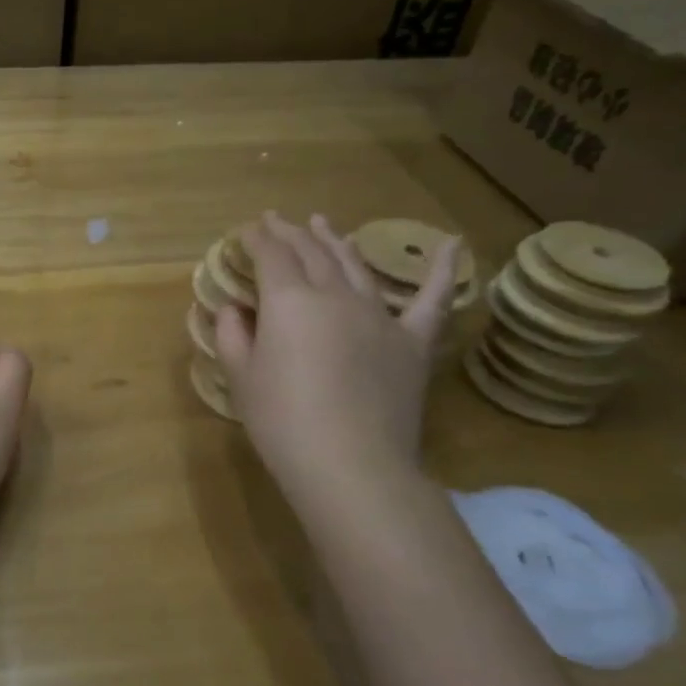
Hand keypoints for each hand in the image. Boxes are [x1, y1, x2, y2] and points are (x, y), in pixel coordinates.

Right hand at [216, 213, 457, 504]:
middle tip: (276, 220)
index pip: (271, 255)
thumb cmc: (282, 422)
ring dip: (336, 240)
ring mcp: (379, 316)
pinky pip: (432, 300)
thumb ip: (232, 334)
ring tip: (322, 222)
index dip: (256, 238)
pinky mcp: (412, 342)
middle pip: (311, 252)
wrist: (350, 465)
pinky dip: (444, 270)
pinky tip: (453, 245)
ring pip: (355, 266)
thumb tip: (234, 309)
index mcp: (289, 301)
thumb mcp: (240, 377)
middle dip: (289, 232)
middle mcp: (335, 296)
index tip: (246, 231)